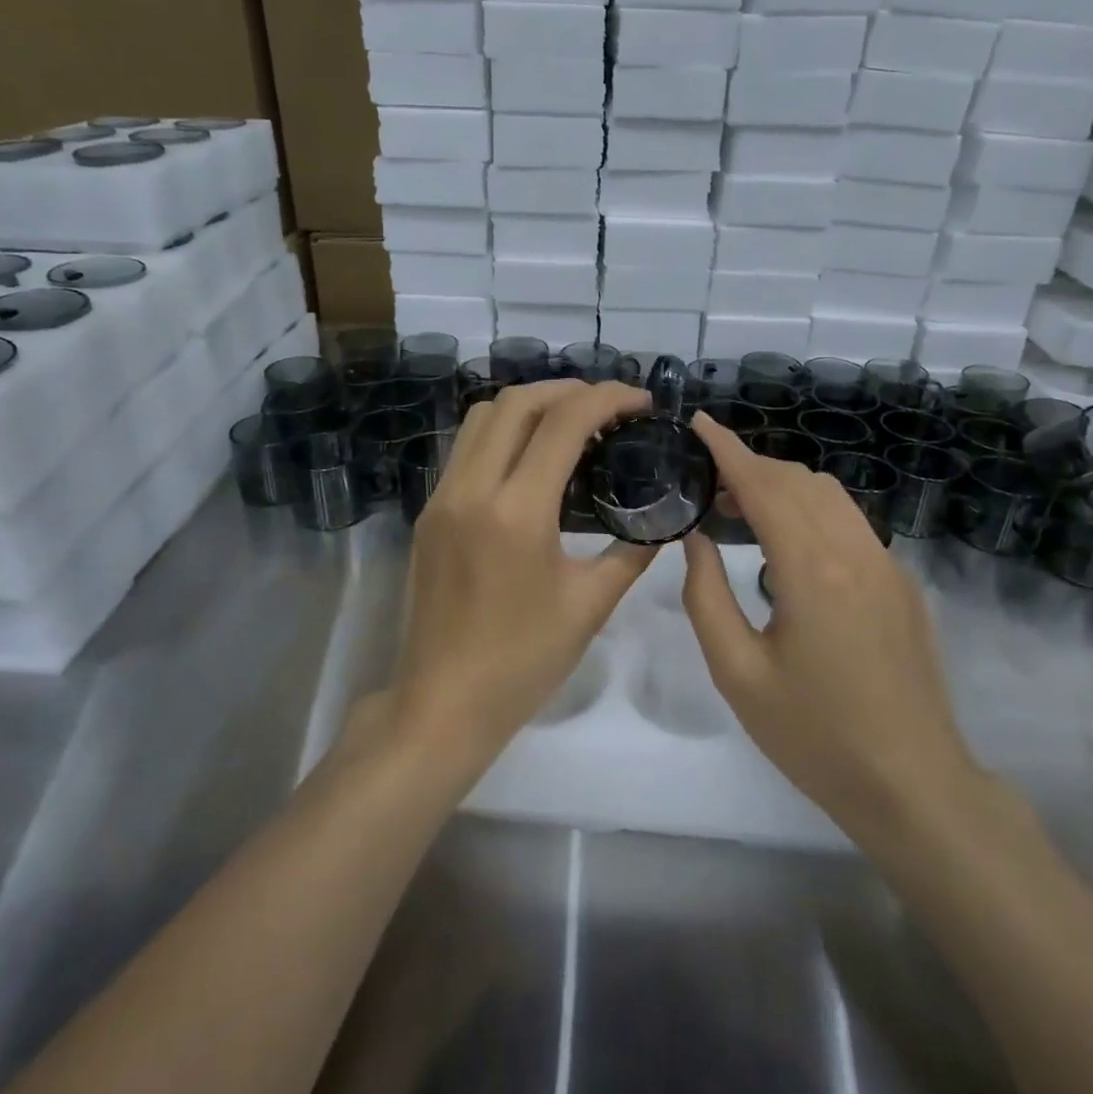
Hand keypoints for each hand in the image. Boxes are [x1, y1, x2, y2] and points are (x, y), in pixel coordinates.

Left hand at [391, 379, 657, 773]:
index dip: (608, 397)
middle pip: (517, 402)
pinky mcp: (428, 513)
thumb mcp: (589, 606)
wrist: (442, 703)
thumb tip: (663, 523)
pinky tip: (531, 460)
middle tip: (608, 407)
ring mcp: (442, 498)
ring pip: (482, 418)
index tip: (641, 402)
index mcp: (517, 511)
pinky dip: (502, 433)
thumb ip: (632, 554)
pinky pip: (466, 449)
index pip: (564, 421)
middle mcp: (472, 489)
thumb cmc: (522, 662)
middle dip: (568, 390)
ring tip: (570, 424)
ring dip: (529, 406)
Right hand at [679, 412, 983, 828]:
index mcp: (812, 570)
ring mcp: (887, 566)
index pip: (764, 485)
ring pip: (830, 496)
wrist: (913, 785)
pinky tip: (788, 547)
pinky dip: (811, 511)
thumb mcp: (737, 672)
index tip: (698, 423)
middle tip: (706, 486)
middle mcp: (856, 552)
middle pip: (798, 481)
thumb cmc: (814, 736)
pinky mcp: (902, 585)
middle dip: (750, 468)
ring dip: (783, 487)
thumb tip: (697, 539)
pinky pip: (850, 523)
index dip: (728, 449)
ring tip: (740, 511)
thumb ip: (706, 596)